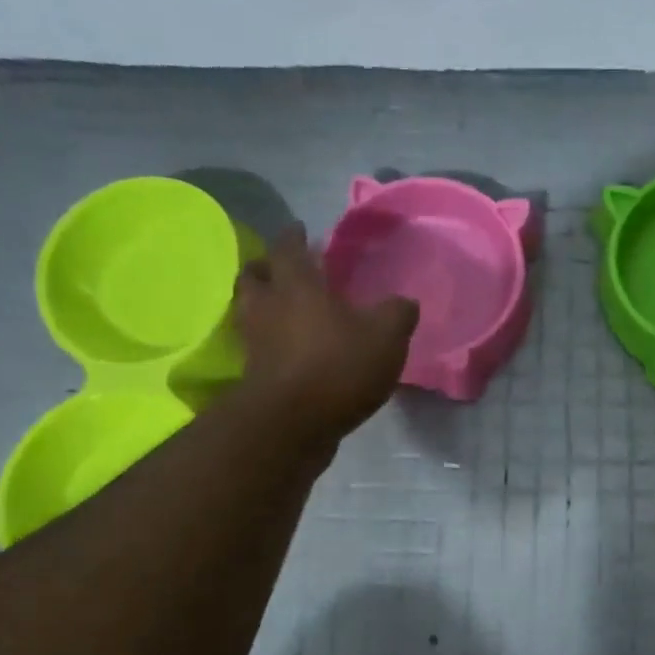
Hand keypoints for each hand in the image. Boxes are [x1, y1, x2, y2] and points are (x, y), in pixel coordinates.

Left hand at [233, 225, 417, 444]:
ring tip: (283, 307)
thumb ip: (397, 313)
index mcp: (296, 285)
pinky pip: (258, 346)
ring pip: (250, 311)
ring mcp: (255, 343)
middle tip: (282, 267)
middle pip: (254, 276)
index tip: (300, 229)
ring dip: (263, 303)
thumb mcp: (386, 336)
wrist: (292, 426)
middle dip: (266, 267)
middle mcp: (267, 307)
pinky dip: (269, 341)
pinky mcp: (254, 376)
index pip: (288, 247)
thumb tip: (405, 302)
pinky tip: (289, 348)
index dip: (294, 236)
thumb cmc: (338, 367)